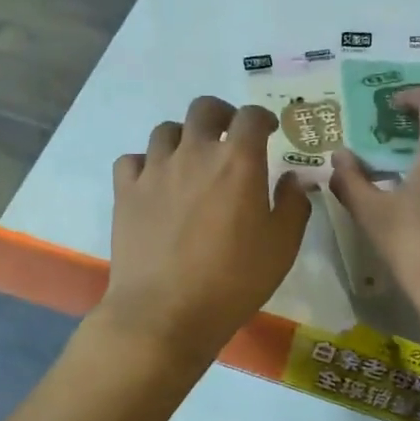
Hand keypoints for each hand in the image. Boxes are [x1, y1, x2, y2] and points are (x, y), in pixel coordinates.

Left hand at [97, 96, 311, 368]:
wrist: (164, 312)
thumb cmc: (233, 280)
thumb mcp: (282, 246)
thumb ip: (293, 205)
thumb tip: (294, 179)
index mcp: (237, 161)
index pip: (251, 117)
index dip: (263, 118)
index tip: (269, 130)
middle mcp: (194, 153)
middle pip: (204, 108)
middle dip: (221, 114)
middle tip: (229, 133)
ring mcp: (155, 169)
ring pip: (166, 130)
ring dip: (183, 136)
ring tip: (191, 158)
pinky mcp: (125, 191)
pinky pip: (133, 160)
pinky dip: (146, 163)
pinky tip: (154, 182)